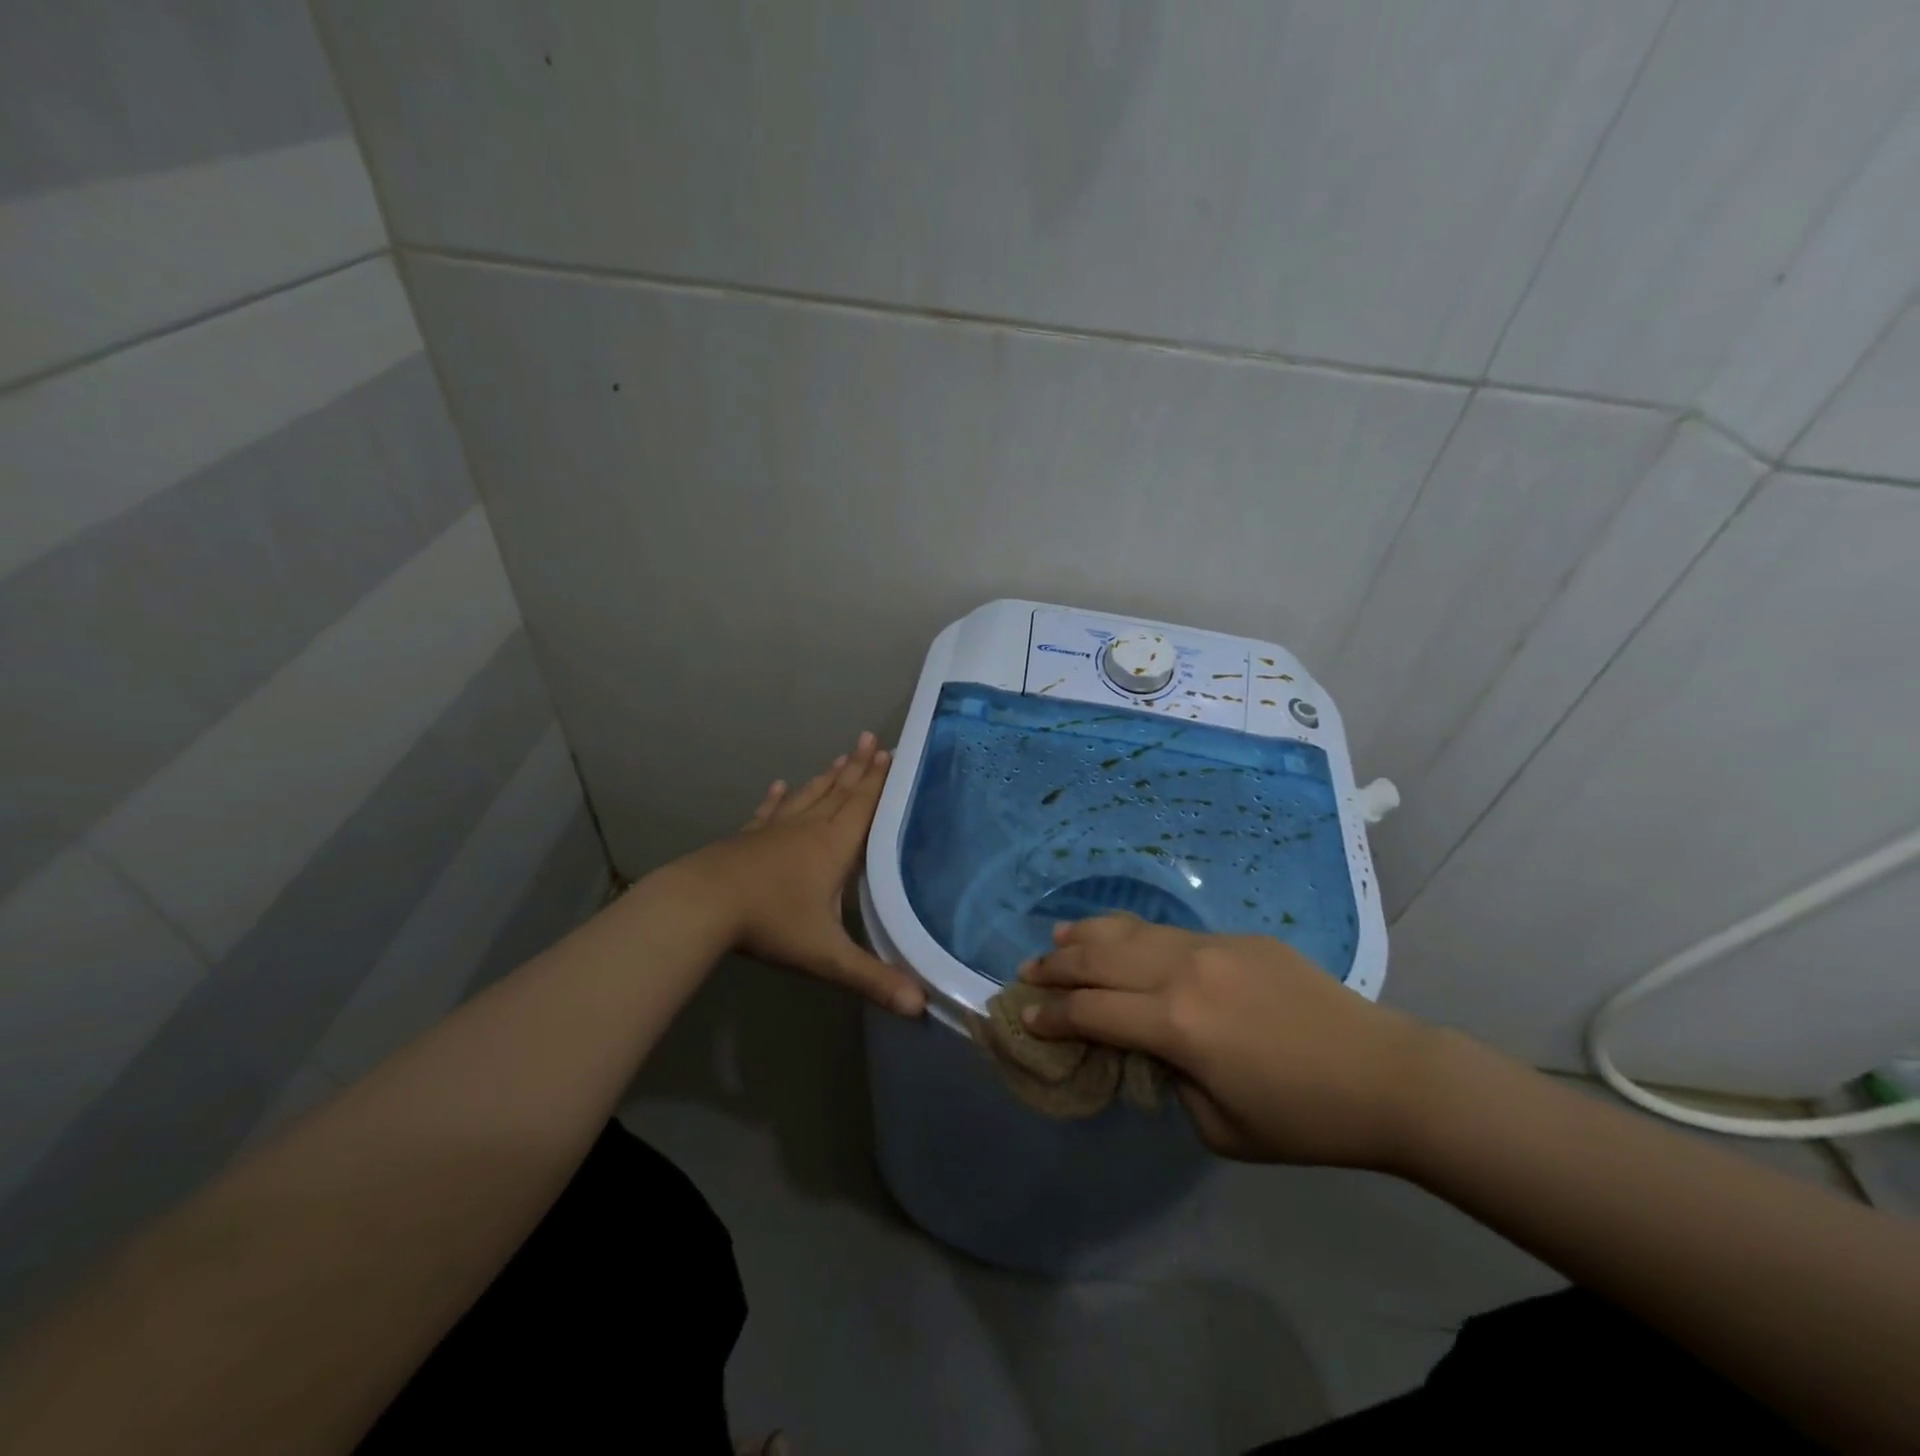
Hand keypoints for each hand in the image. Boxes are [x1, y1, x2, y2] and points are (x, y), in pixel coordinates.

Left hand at [679, 732, 925, 1016]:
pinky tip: (778, 786)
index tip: (891, 753)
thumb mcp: (826, 955)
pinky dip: (777, 798)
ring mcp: (773, 831)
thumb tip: (920, 1007)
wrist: (701, 905)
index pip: (863, 807)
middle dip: (859, 768)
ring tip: (841, 757)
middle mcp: (807, 830)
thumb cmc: (770, 922)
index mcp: (832, 847)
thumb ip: (872, 978)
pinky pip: (768, 812)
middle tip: (871, 739)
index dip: (879, 782)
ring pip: (807, 796)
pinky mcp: (747, 838)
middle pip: (839, 793)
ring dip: (827, 777)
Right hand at [1020, 915, 1435, 1167]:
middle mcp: (1184, 973)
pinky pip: (1169, 932)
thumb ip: (1170, 1081)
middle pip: (1100, 959)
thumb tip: (1151, 1049)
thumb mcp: (1219, 1126)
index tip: (1027, 1017)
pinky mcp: (1237, 938)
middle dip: (1057, 966)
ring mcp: (1212, 946)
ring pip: (1131, 932)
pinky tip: (1122, 938)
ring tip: (1058, 940)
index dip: (1053, 1016)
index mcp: (1177, 1025)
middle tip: (1027, 972)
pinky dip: (1132, 934)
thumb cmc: (1303, 1118)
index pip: (1093, 1012)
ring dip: (1088, 937)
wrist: (1385, 1075)